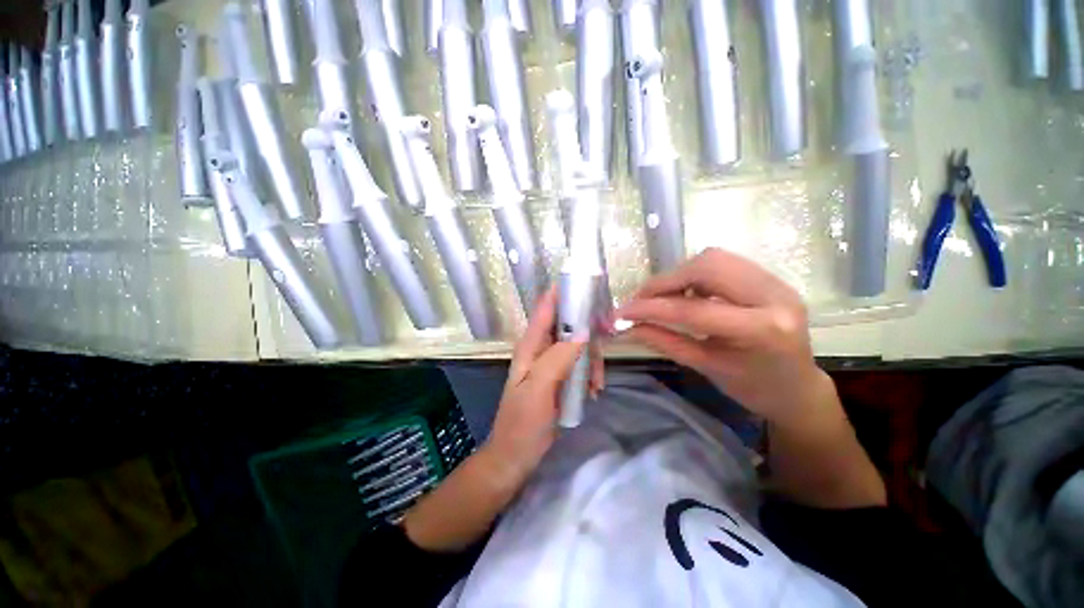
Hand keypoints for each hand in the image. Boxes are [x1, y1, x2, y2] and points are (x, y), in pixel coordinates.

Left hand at [484, 287, 600, 488]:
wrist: (516, 456)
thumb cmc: (522, 423)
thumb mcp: (538, 389)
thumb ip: (557, 358)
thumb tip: (582, 332)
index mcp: (530, 346)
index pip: (546, 309)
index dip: (563, 292)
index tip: (588, 285)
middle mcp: (540, 348)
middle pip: (567, 324)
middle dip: (588, 329)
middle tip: (608, 336)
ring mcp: (550, 363)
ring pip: (577, 345)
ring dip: (591, 359)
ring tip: (596, 383)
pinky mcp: (559, 377)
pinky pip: (579, 364)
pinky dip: (589, 373)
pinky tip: (593, 391)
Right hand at [615, 248, 830, 427]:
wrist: (797, 387)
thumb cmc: (753, 388)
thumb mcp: (705, 368)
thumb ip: (664, 342)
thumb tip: (628, 326)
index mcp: (763, 330)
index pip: (694, 310)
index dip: (651, 308)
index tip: (622, 312)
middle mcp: (774, 296)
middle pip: (707, 266)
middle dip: (665, 281)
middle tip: (642, 301)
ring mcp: (775, 282)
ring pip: (713, 258)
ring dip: (678, 275)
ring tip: (662, 298)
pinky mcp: (769, 277)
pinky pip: (721, 263)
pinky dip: (693, 275)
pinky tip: (685, 293)